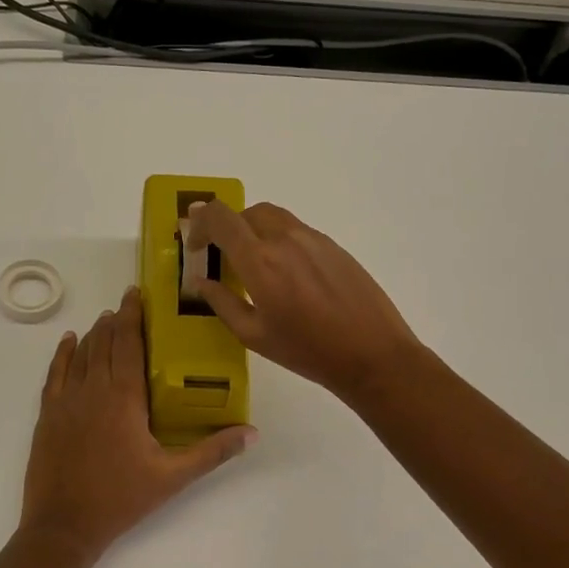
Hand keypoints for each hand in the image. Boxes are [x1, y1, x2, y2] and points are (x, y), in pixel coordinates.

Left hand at [21, 287, 256, 562]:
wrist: (63, 526)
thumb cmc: (121, 498)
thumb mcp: (172, 477)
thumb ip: (212, 452)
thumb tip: (252, 433)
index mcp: (124, 398)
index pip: (129, 344)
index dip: (133, 316)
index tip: (137, 294)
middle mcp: (93, 390)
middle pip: (105, 343)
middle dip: (116, 319)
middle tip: (127, 302)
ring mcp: (66, 401)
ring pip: (82, 354)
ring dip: (94, 333)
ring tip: (106, 318)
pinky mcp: (47, 414)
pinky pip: (55, 373)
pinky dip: (63, 354)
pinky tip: (69, 341)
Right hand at [185, 201, 421, 402]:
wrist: (373, 354)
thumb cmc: (308, 351)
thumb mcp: (254, 335)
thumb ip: (222, 302)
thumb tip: (201, 281)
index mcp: (259, 260)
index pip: (221, 218)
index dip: (200, 224)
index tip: (195, 245)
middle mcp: (285, 238)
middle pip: (246, 212)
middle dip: (226, 227)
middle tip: (220, 255)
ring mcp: (313, 239)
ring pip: (272, 217)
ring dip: (252, 230)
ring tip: (252, 262)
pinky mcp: (333, 246)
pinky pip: (296, 230)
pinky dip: (278, 239)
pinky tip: (285, 272)